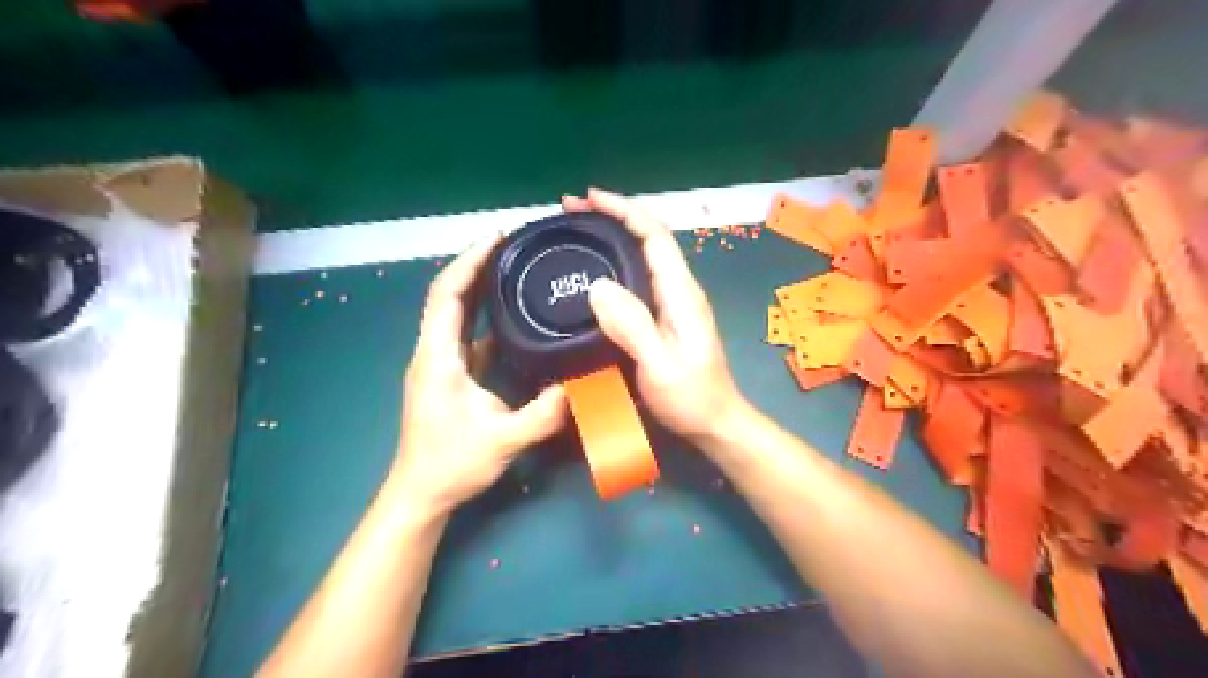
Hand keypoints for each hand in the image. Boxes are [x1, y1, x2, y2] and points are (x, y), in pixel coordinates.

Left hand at [394, 232, 568, 513]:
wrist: (420, 493)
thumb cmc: (451, 464)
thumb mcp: (504, 440)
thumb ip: (544, 413)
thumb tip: (581, 386)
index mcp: (438, 357)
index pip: (447, 295)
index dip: (468, 262)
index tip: (496, 238)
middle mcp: (432, 352)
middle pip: (448, 296)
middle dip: (475, 266)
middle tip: (511, 247)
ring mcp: (438, 364)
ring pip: (454, 315)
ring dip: (478, 289)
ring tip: (511, 271)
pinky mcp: (447, 377)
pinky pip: (464, 336)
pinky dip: (483, 317)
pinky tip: (509, 317)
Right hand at [560, 187, 747, 444]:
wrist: (715, 423)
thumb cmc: (691, 397)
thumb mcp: (660, 364)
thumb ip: (632, 325)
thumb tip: (598, 285)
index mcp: (681, 292)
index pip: (654, 234)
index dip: (624, 210)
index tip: (589, 198)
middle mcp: (679, 289)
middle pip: (647, 238)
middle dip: (611, 217)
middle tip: (570, 212)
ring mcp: (673, 303)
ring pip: (642, 256)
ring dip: (612, 238)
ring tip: (577, 234)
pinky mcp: (665, 317)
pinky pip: (638, 278)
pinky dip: (614, 265)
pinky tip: (595, 274)